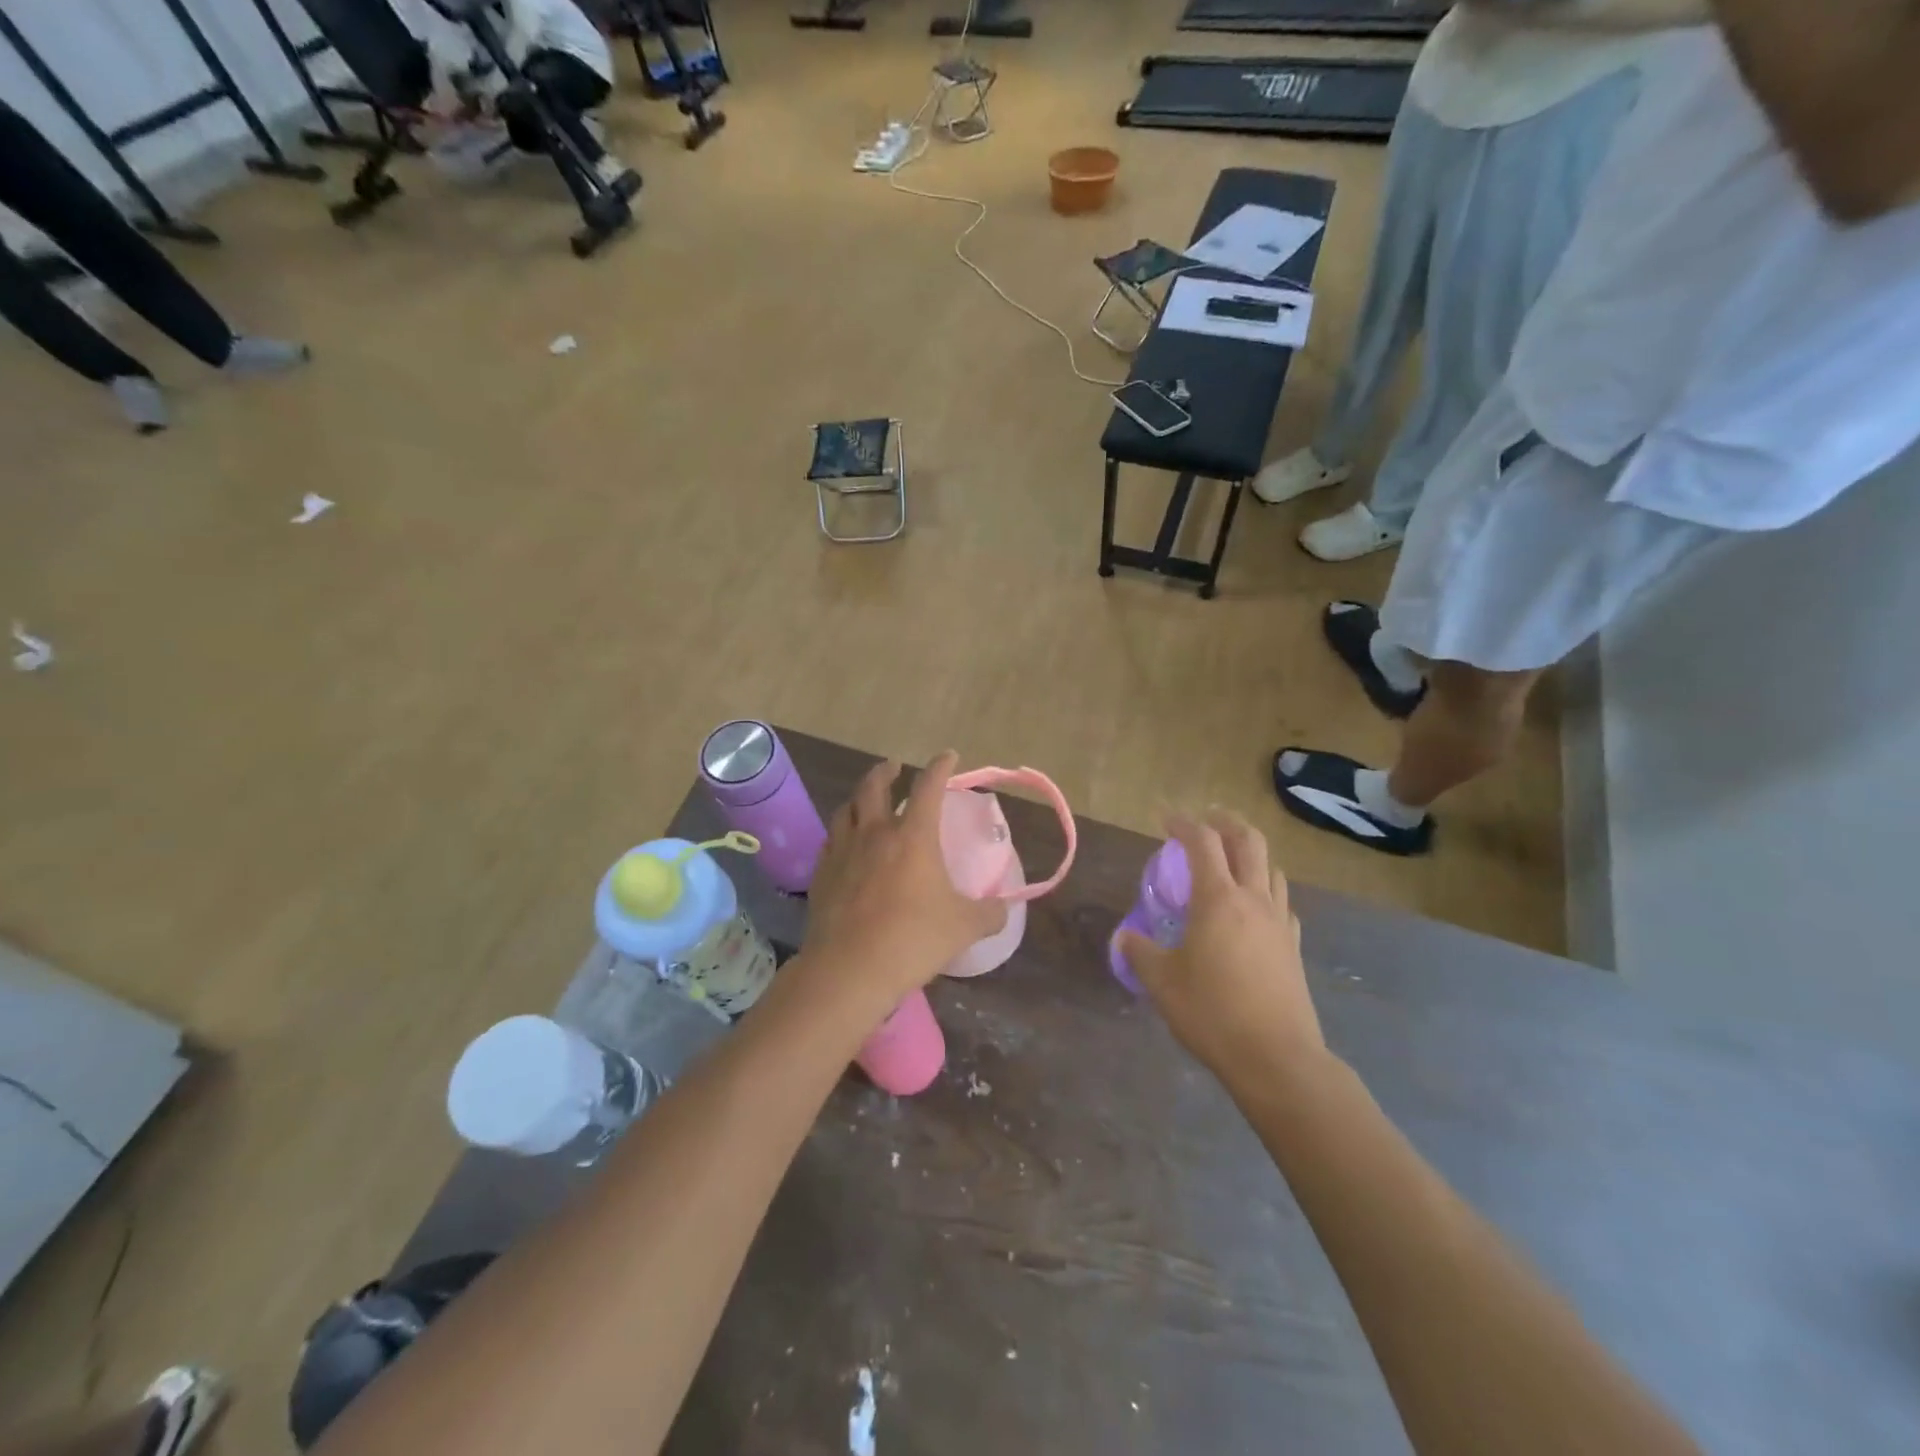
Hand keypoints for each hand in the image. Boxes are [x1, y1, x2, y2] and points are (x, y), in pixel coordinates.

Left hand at [804, 752, 1008, 1011]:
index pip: (929, 787)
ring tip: (866, 799)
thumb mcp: (963, 928)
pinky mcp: (822, 874)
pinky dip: (842, 831)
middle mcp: (875, 833)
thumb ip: (989, 913)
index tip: (948, 756)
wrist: (849, 969)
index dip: (940, 766)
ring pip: (847, 809)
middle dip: (886, 770)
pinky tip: (845, 843)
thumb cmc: (912, 940)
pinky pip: (832, 840)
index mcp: (913, 837)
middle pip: (874, 786)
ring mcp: (843, 851)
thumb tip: (1005, 908)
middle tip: (894, 766)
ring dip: (859, 797)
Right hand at [1117, 811, 1327, 1088]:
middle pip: (1248, 841)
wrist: (1277, 1058)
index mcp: (1218, 898)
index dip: (1183, 823)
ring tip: (1230, 862)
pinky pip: (1282, 902)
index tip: (1166, 819)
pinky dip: (1266, 890)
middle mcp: (1253, 899)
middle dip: (1226, 822)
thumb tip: (1125, 936)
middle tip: (1206, 821)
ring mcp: (1279, 922)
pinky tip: (1254, 908)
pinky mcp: (1293, 947)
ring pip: (1271, 869)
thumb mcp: (1162, 982)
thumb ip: (1139, 952)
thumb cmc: (1212, 1012)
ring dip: (1250, 854)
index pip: (1202, 842)